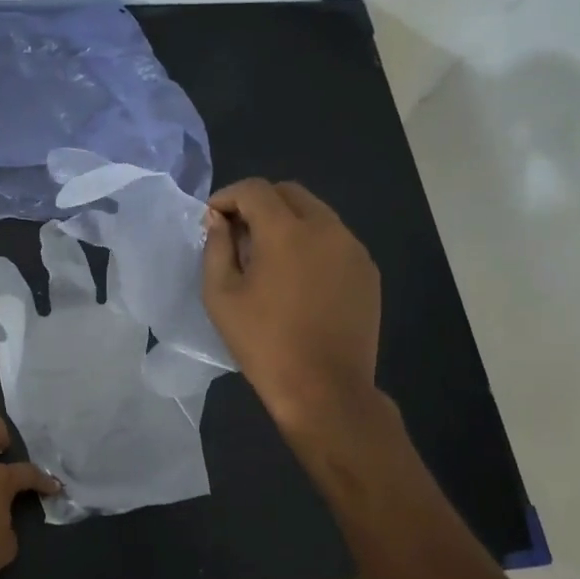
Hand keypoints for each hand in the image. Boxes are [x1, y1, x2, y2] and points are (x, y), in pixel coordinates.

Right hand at [202, 178, 383, 440]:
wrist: (324, 388)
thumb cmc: (264, 343)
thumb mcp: (221, 296)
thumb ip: (216, 248)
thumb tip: (219, 220)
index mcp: (287, 231)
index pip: (255, 190)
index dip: (228, 196)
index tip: (212, 219)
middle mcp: (326, 228)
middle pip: (289, 193)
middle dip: (259, 203)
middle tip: (237, 234)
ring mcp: (353, 249)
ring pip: (316, 214)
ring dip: (287, 222)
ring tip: (267, 258)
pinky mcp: (367, 272)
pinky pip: (334, 240)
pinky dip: (310, 243)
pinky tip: (297, 278)